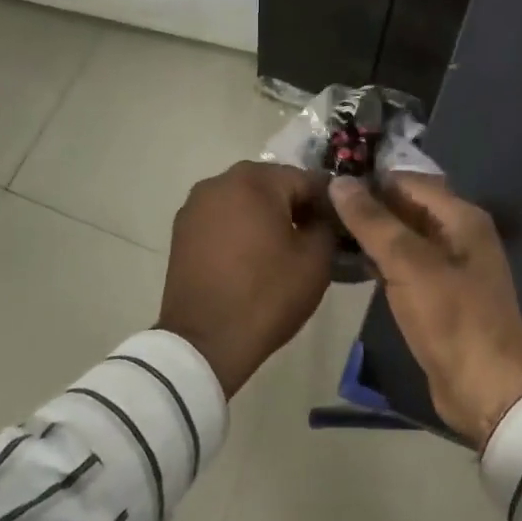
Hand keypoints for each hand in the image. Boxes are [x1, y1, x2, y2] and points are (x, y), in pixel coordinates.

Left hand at [158, 161, 336, 395]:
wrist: (205, 341)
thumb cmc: (267, 295)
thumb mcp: (315, 260)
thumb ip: (325, 225)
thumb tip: (321, 217)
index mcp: (255, 180)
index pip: (306, 179)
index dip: (327, 202)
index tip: (339, 226)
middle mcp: (220, 181)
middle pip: (271, 185)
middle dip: (294, 206)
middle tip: (312, 238)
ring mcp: (196, 204)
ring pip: (244, 200)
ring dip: (264, 216)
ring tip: (280, 249)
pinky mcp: (182, 229)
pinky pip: (222, 218)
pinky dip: (239, 229)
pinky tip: (250, 257)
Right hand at [330, 173, 521, 447]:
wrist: (487, 390)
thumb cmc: (451, 318)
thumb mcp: (408, 264)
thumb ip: (373, 221)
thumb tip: (340, 182)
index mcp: (461, 217)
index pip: (407, 181)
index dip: (370, 180)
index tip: (328, 183)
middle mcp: (458, 234)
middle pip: (406, 207)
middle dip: (367, 206)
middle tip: (320, 207)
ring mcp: (449, 266)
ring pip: (402, 237)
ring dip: (370, 233)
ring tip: (326, 230)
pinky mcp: (438, 295)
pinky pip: (404, 265)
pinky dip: (380, 260)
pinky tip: (349, 262)